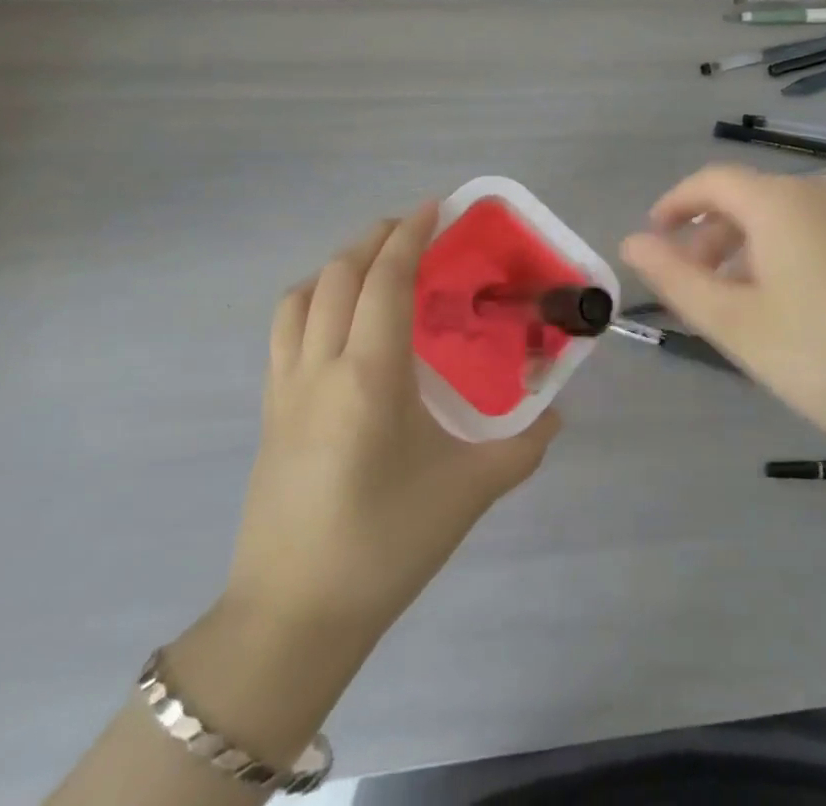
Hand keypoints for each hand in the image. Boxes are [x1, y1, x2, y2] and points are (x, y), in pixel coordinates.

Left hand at [225, 204, 560, 639]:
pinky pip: (284, 330)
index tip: (436, 207)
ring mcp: (285, 388)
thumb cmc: (386, 545)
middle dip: (375, 238)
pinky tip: (342, 321)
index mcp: (370, 375)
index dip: (410, 235)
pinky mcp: (269, 412)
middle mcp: (321, 366)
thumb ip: (524, 446)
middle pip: (337, 274)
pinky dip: (312, 299)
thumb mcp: (470, 492)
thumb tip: (556, 414)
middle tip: (414, 228)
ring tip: (375, 265)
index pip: (385, 279)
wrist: (292, 618)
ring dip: (338, 265)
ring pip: (300, 296)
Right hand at [620, 165, 825, 454]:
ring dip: (743, 249)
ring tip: (732, 304)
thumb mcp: (735, 322)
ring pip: (780, 219)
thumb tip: (631, 242)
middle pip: (746, 198)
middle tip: (688, 287)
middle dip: (707, 235)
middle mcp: (817, 194)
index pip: (710, 181)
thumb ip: (676, 279)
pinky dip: (780, 256)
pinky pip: (812, 234)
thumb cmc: (823, 356)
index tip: (652, 241)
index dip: (674, 206)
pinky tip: (785, 307)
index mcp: (778, 201)